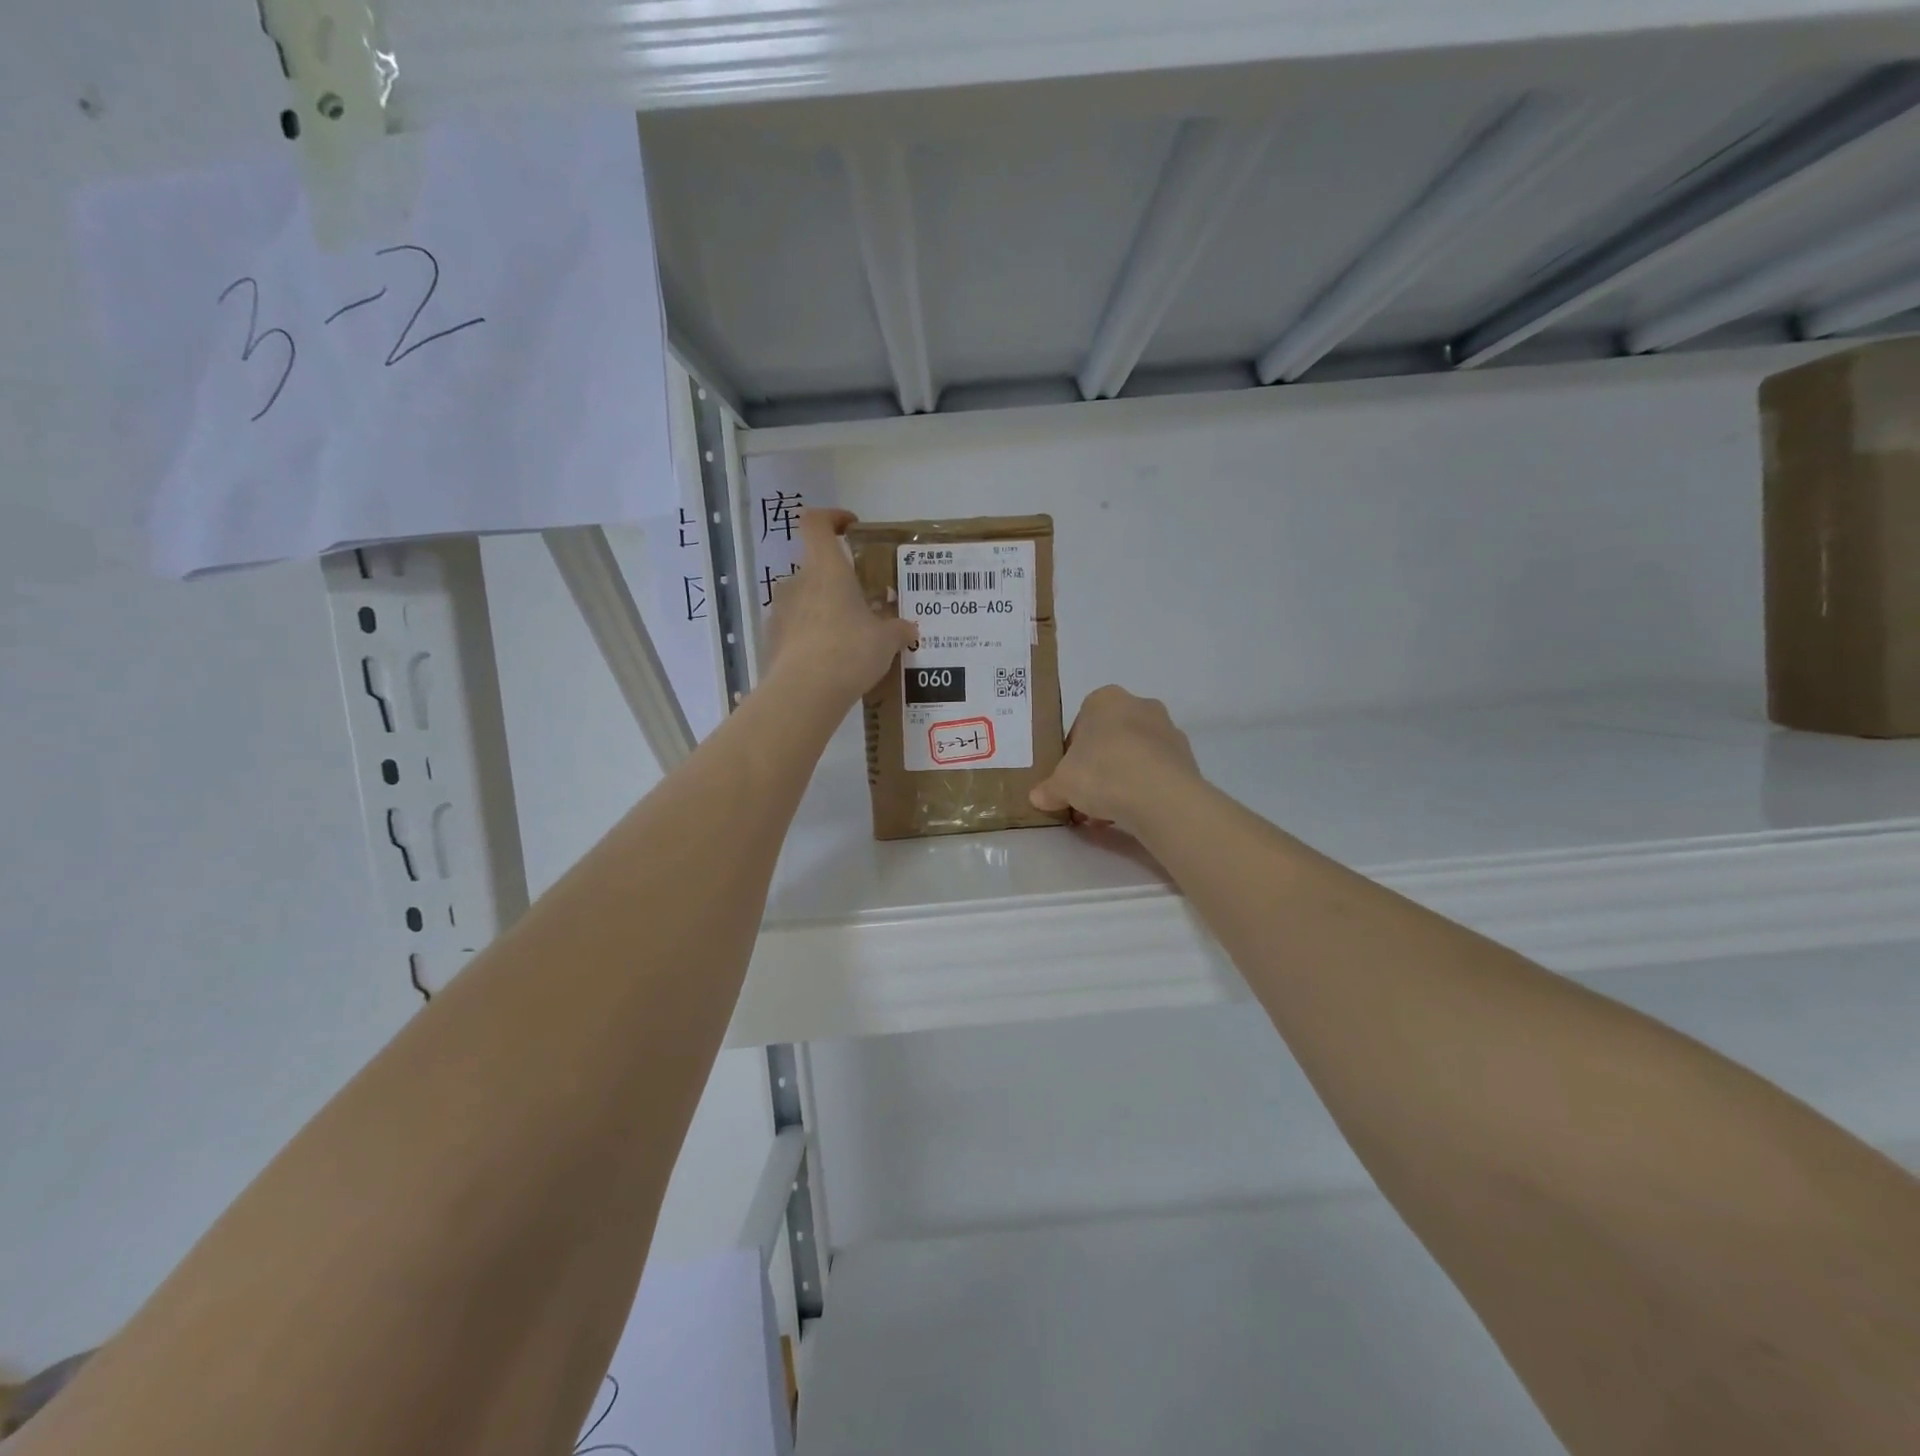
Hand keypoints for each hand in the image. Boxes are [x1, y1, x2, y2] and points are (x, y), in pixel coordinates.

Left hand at [764, 509, 918, 704]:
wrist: (804, 693)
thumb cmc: (849, 651)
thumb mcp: (886, 641)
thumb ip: (897, 629)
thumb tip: (908, 628)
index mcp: (826, 569)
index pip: (816, 523)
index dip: (831, 518)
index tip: (850, 528)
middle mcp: (797, 582)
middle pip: (815, 569)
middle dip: (838, 584)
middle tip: (863, 605)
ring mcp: (780, 611)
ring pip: (805, 601)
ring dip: (824, 613)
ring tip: (849, 639)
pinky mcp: (772, 640)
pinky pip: (795, 630)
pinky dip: (811, 638)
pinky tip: (831, 663)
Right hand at [1029, 686, 1202, 833]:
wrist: (1160, 795)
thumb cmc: (1102, 773)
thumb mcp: (1062, 784)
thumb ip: (1049, 789)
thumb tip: (1038, 797)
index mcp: (1105, 699)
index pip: (1081, 724)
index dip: (1072, 754)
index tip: (1069, 777)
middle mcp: (1139, 705)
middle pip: (1110, 739)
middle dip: (1097, 768)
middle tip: (1086, 797)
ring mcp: (1167, 730)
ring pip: (1134, 756)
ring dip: (1120, 780)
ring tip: (1108, 813)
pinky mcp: (1187, 757)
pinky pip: (1156, 772)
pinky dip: (1143, 789)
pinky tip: (1132, 813)